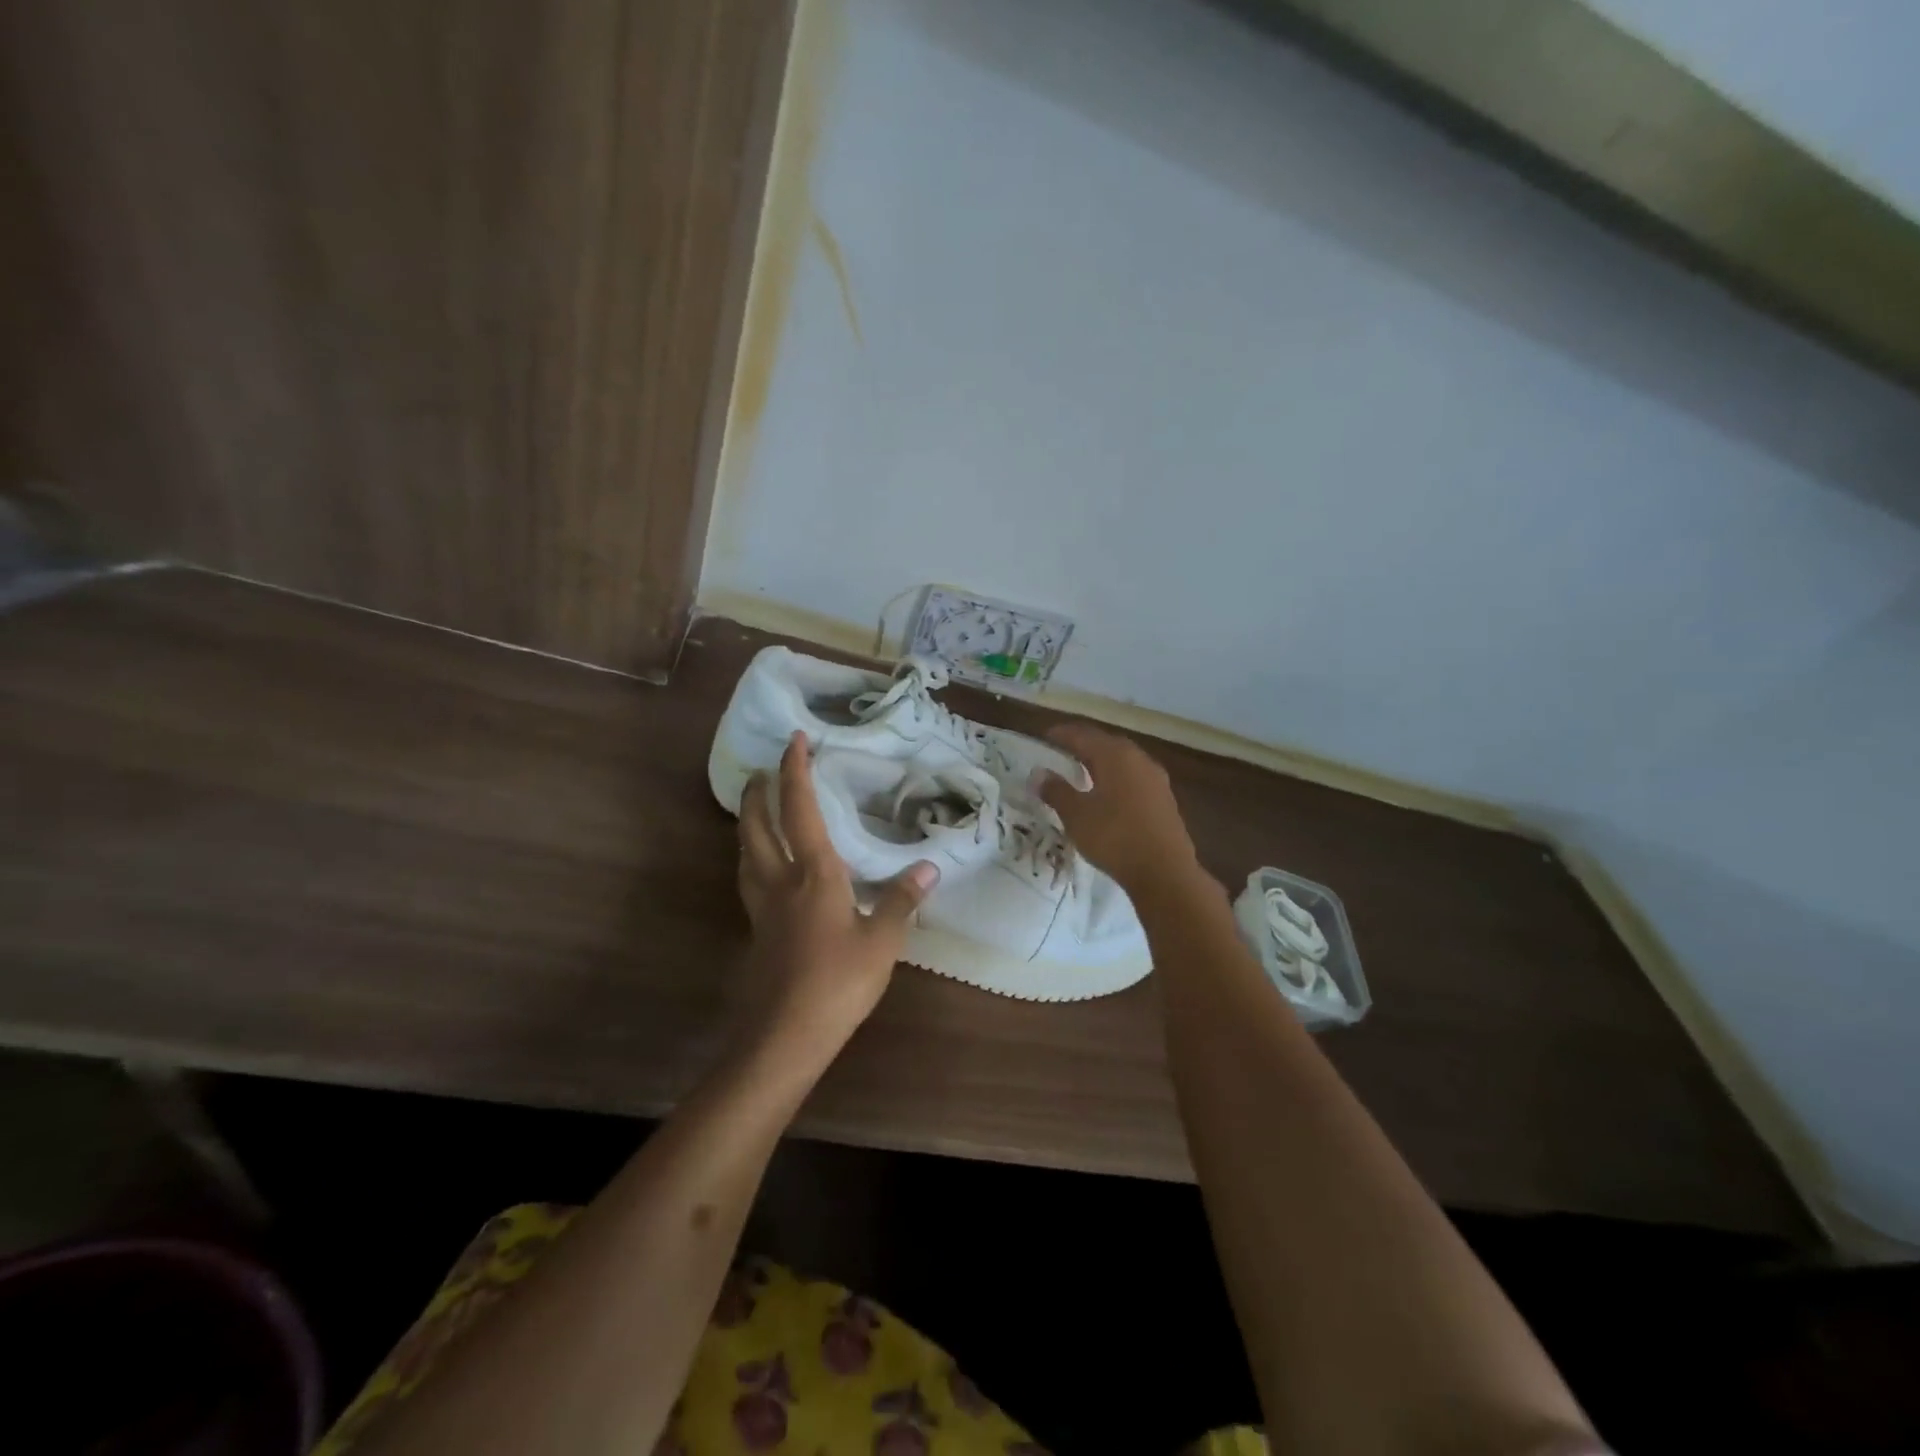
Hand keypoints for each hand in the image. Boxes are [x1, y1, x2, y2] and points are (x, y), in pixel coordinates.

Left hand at [734, 733, 938, 1074]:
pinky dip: (753, 858)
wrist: (785, 1035)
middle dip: (757, 793)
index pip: (799, 809)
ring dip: (748, 824)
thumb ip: (903, 900)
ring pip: (745, 852)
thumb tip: (930, 866)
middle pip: (756, 826)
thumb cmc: (838, 982)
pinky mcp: (757, 932)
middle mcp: (780, 881)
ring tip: (757, 811)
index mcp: (813, 873)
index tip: (794, 740)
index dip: (795, 771)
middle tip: (762, 772)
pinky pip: (750, 880)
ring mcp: (763, 908)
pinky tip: (767, 871)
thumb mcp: (883, 941)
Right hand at [1033, 722, 1202, 895]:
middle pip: (1104, 743)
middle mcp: (1138, 758)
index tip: (1043, 738)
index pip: (1082, 735)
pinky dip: (1115, 778)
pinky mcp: (1163, 798)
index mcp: (1115, 755)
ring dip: (1100, 762)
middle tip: (1059, 752)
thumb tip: (1039, 774)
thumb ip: (1056, 791)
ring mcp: (1155, 778)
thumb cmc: (1114, 837)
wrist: (1165, 872)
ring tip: (1080, 772)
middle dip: (1081, 745)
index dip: (1060, 734)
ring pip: (1121, 760)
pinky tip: (1106, 794)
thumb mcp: (1076, 815)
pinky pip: (1133, 778)